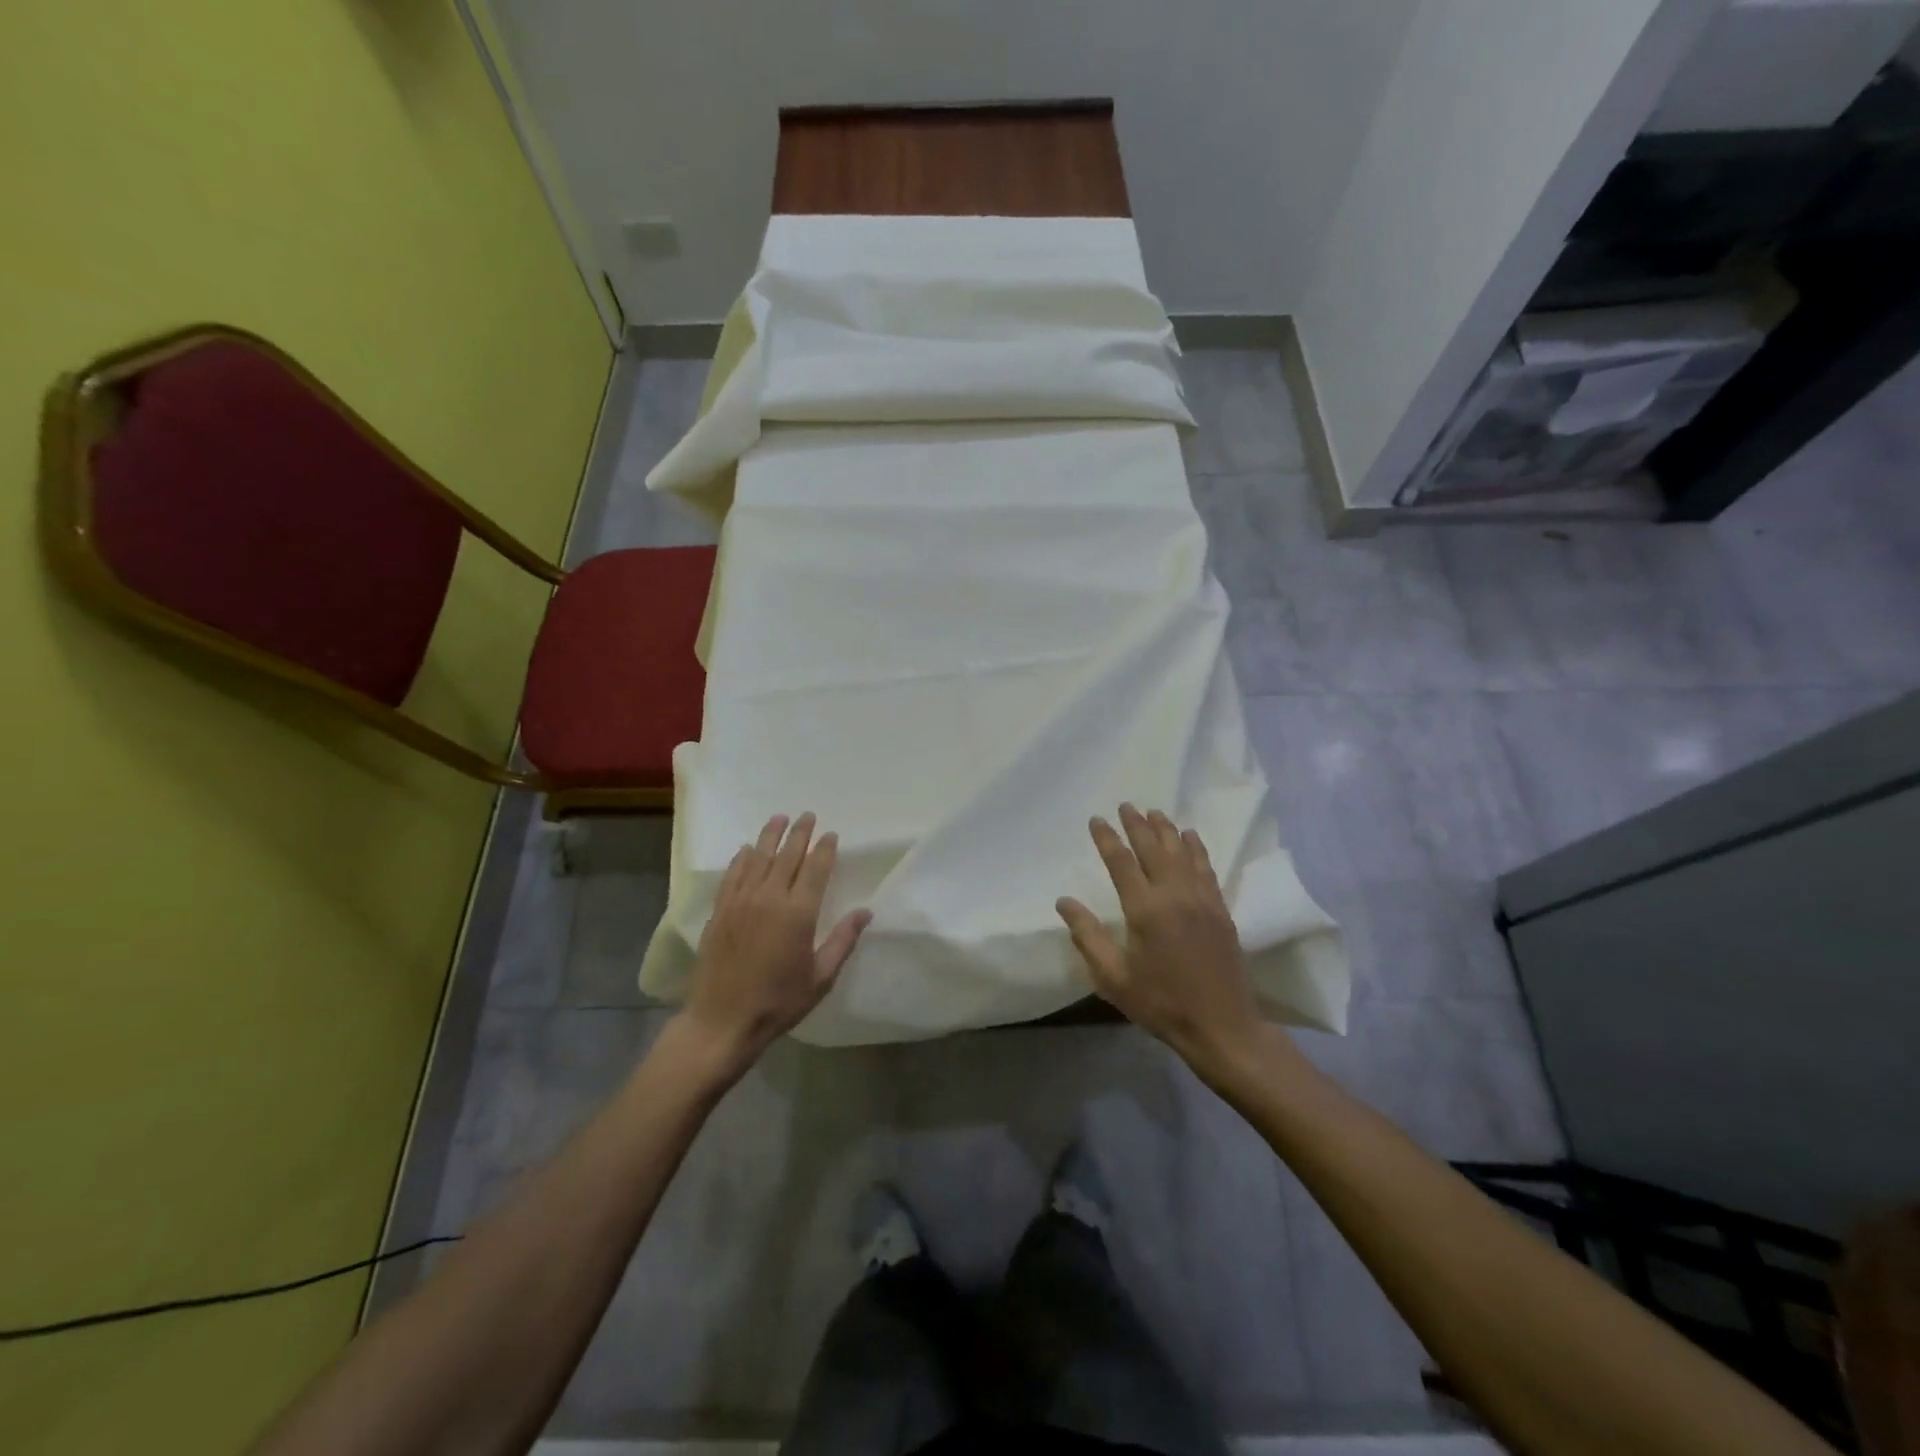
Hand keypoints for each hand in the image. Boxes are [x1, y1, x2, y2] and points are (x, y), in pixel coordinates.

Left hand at [678, 813, 870, 1076]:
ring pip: (758, 858)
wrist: (722, 1022)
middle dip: (800, 833)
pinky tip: (747, 849)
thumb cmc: (778, 1002)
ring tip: (779, 818)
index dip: (825, 849)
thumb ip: (842, 941)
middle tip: (808, 816)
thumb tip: (865, 912)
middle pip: (787, 856)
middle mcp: (769, 898)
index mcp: (798, 913)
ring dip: (770, 836)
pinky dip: (742, 859)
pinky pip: (732, 875)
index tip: (831, 834)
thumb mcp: (820, 978)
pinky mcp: (719, 911)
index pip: (815, 869)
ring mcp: (740, 902)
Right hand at [1056, 804, 1264, 1075]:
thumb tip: (1064, 902)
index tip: (1097, 819)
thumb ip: (1087, 936)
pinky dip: (1196, 847)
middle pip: (1153, 848)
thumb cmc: (1161, 1004)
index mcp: (1145, 910)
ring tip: (1154, 812)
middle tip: (1126, 805)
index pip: (1121, 862)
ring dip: (1166, 829)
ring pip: (1181, 852)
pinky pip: (1205, 867)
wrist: (1222, 1027)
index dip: (1107, 838)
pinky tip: (1191, 837)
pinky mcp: (1220, 909)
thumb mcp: (1113, 978)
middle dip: (1137, 825)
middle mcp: (1174, 895)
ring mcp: (1202, 900)